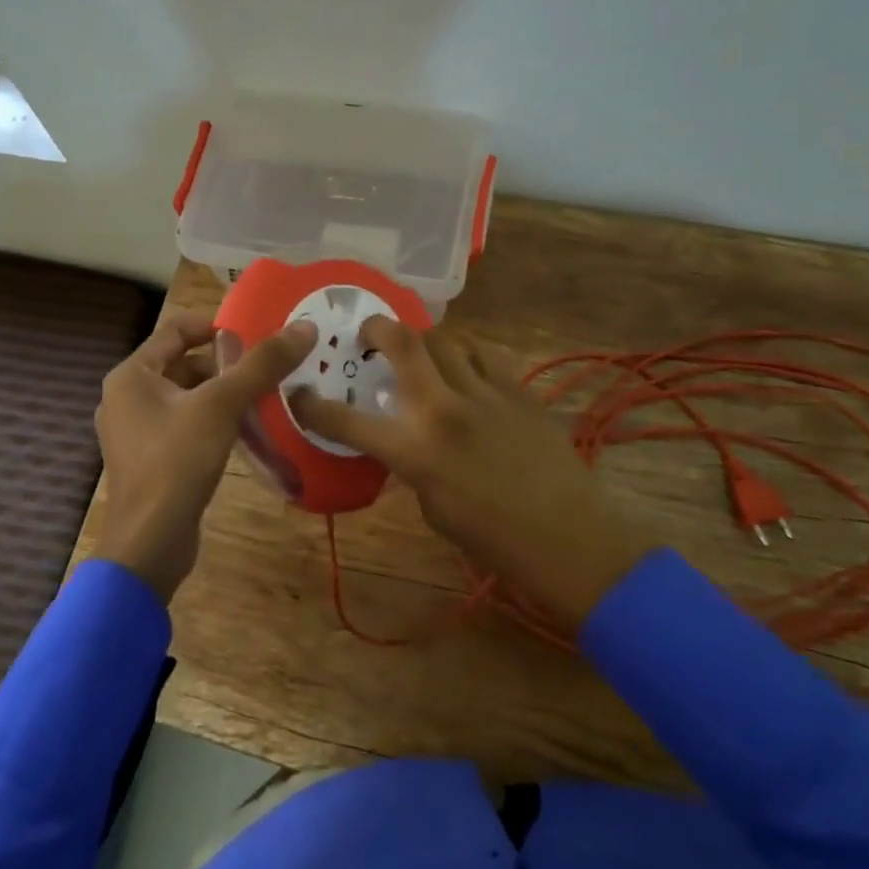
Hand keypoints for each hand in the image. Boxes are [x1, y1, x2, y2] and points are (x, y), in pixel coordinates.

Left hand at [94, 310, 317, 604]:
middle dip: (225, 364)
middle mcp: (127, 397)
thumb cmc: (177, 462)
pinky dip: (214, 421)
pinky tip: (247, 430)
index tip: (256, 331)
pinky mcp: (151, 460)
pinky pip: (185, 425)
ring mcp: (136, 432)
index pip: (175, 329)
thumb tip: (304, 327)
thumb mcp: (222, 406)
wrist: (150, 543)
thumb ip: (261, 364)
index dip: (215, 325)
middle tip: (268, 367)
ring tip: (266, 396)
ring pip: (187, 397)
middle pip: (183, 363)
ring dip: (223, 393)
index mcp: (131, 375)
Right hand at [292, 319, 648, 628]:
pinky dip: (467, 354)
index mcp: (415, 451)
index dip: (314, 406)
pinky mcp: (520, 391)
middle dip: (376, 329)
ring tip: (420, 350)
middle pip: (403, 343)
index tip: (300, 394)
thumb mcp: (433, 509)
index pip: (348, 420)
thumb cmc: (494, 539)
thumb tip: (406, 441)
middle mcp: (444, 410)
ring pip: (446, 339)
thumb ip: (412, 466)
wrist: (569, 538)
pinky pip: (486, 355)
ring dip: (425, 340)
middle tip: (368, 334)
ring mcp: (486, 394)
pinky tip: (466, 366)